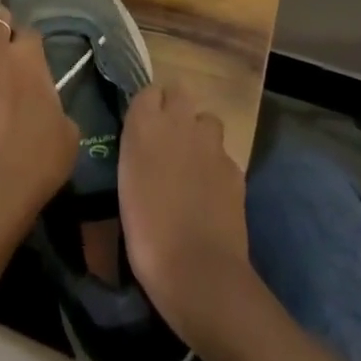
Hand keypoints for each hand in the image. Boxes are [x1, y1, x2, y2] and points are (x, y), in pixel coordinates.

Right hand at [119, 85, 252, 341]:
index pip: (148, 91)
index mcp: (144, 124)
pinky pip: (223, 154)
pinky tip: (211, 193)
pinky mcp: (234, 167)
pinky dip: (217, 166)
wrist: (197, 270)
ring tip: (192, 163)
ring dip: (200, 133)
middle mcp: (179, 122)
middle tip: (168, 138)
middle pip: (180, 92)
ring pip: (207, 120)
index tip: (144, 126)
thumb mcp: (126, 182)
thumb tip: (145, 141)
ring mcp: (211, 143)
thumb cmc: (146, 231)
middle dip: (176, 108)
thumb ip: (137, 149)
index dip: (149, 106)